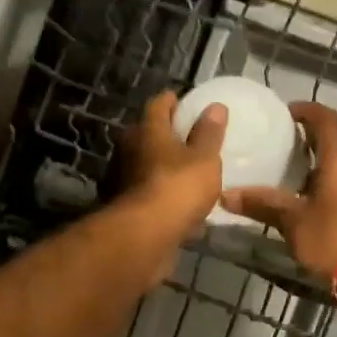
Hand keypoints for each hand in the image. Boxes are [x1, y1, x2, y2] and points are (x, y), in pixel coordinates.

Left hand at [117, 91, 226, 243]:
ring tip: (185, 171)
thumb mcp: (205, 158)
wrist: (145, 235)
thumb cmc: (178, 187)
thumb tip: (215, 107)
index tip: (184, 102)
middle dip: (165, 134)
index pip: (158, 104)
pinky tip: (174, 201)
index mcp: (147, 130)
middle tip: (188, 138)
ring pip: (144, 163)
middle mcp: (128, 148)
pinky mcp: (123, 205)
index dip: (172, 101)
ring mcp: (121, 178)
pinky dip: (158, 190)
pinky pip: (145, 190)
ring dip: (160, 165)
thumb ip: (209, 134)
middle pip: (147, 133)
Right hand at [221, 102, 336, 281]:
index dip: (307, 111)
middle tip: (286, 154)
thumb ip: (263, 205)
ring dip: (326, 173)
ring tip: (299, 185)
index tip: (288, 113)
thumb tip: (226, 194)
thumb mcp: (294, 223)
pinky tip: (321, 210)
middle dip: (313, 146)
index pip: (326, 119)